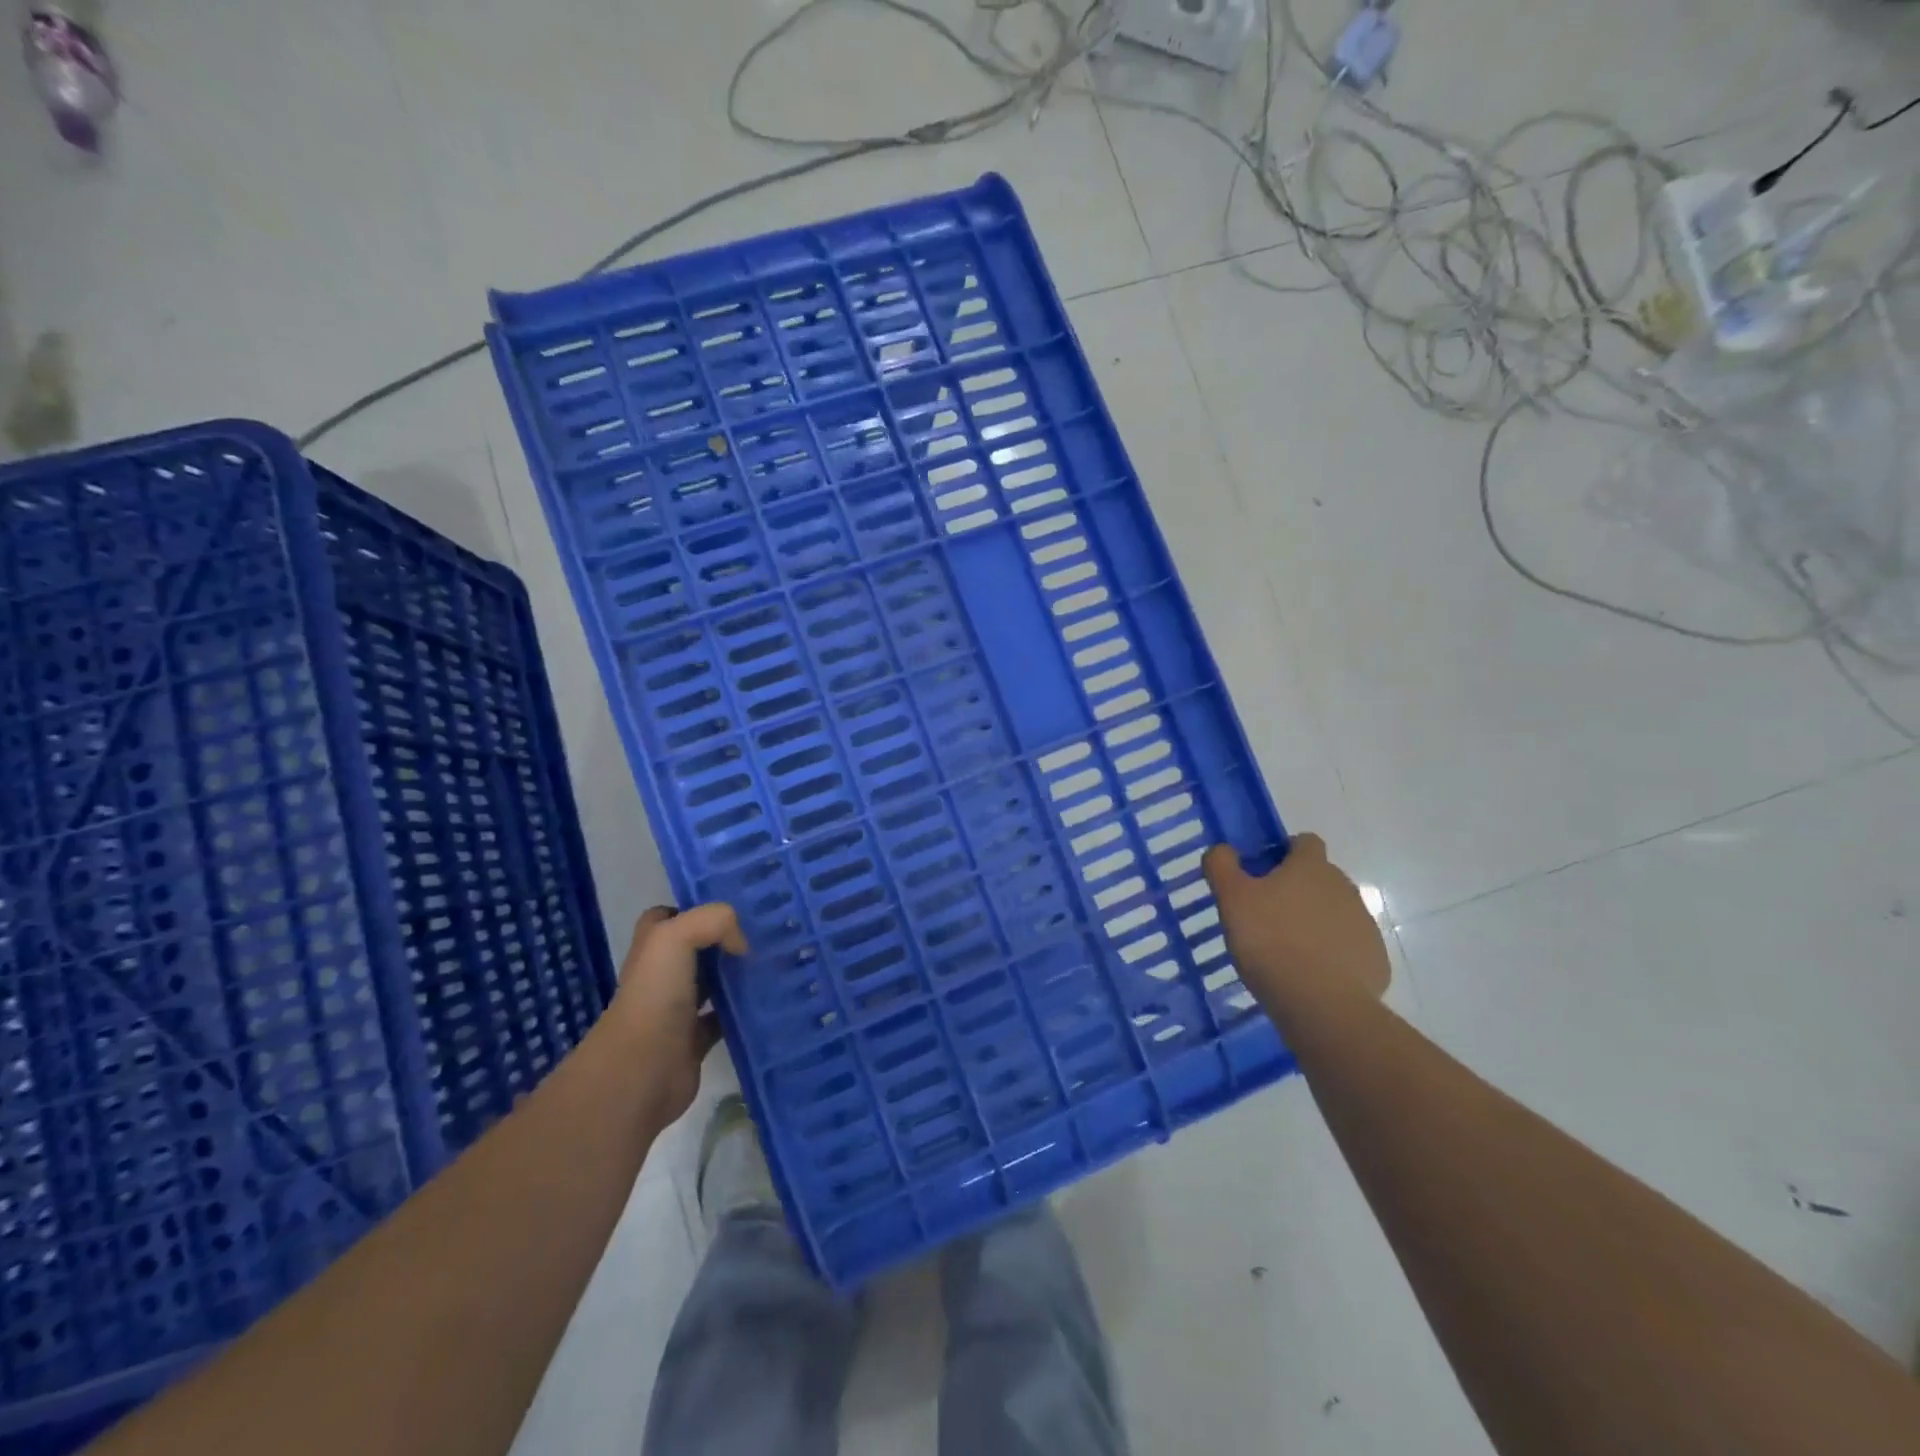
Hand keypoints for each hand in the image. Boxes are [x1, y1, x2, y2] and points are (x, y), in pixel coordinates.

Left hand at [606, 903, 746, 1124]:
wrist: (643, 1070)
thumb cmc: (655, 996)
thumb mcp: (676, 937)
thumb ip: (714, 921)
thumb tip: (742, 945)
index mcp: (653, 948)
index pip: (668, 917)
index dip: (695, 908)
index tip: (734, 907)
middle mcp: (663, 975)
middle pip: (697, 948)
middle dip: (727, 939)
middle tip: (766, 932)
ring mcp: (679, 1009)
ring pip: (714, 982)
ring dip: (739, 974)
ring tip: (776, 961)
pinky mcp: (696, 1040)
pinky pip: (726, 1019)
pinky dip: (744, 1012)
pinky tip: (768, 1001)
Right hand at [1203, 834, 1388, 1016]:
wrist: (1322, 1004)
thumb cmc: (1270, 940)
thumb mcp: (1231, 898)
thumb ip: (1222, 865)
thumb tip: (1222, 849)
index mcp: (1311, 867)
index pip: (1304, 841)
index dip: (1284, 852)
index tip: (1262, 873)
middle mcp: (1344, 887)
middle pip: (1320, 877)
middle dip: (1297, 890)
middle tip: (1266, 915)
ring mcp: (1364, 924)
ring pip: (1334, 912)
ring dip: (1313, 922)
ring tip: (1285, 950)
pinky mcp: (1374, 959)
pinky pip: (1348, 947)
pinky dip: (1331, 954)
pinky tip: (1308, 974)